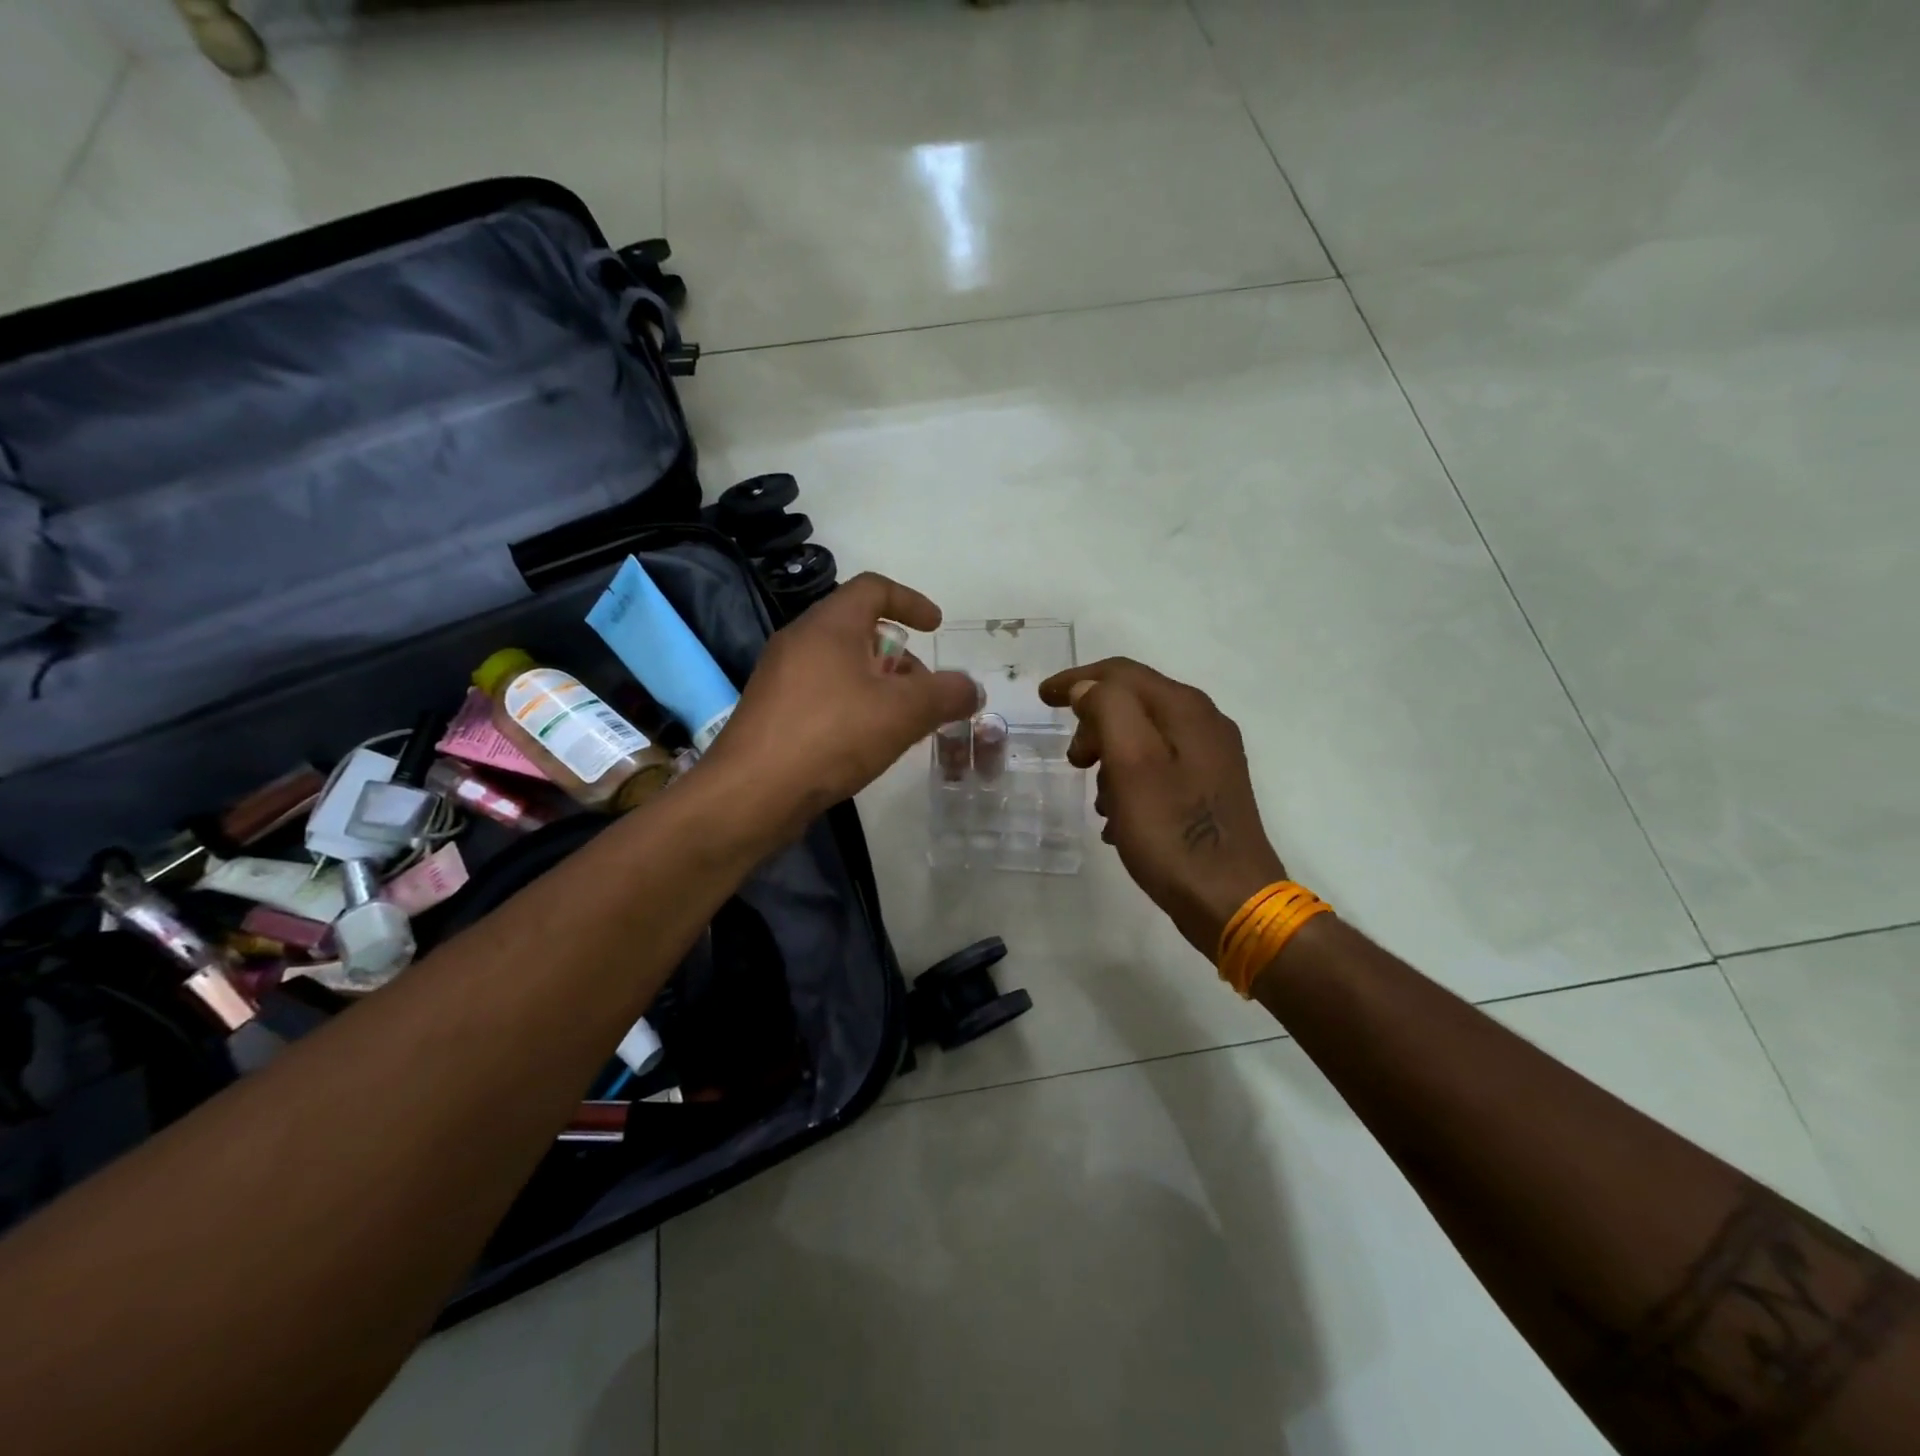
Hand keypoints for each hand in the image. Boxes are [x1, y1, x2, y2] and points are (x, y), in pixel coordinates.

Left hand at [702, 573, 980, 835]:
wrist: (752, 794)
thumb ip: (946, 694)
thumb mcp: (904, 712)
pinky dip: (854, 707)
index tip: (935, 627)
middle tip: (925, 694)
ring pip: (843, 667)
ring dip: (880, 687)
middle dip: (901, 659)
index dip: (911, 601)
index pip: (874, 589)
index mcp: (829, 625)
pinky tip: (867, 745)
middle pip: (861, 631)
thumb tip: (972, 689)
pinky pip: (824, 695)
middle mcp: (800, 641)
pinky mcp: (773, 712)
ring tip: (902, 726)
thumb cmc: (831, 736)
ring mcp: (781, 678)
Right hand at [1039, 659, 1285, 957]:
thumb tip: (1088, 689)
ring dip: (1110, 761)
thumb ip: (1108, 711)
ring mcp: (1212, 759)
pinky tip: (1119, 821)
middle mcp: (1204, 724)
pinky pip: (1158, 771)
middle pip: (1133, 704)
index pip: (1121, 674)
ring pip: (1143, 740)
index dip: (1077, 680)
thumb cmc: (1173, 832)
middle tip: (1073, 762)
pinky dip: (1129, 785)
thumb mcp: (1131, 764)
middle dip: (1094, 726)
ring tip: (1097, 802)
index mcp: (1186, 710)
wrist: (1231, 901)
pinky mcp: (1210, 791)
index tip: (1041, 698)